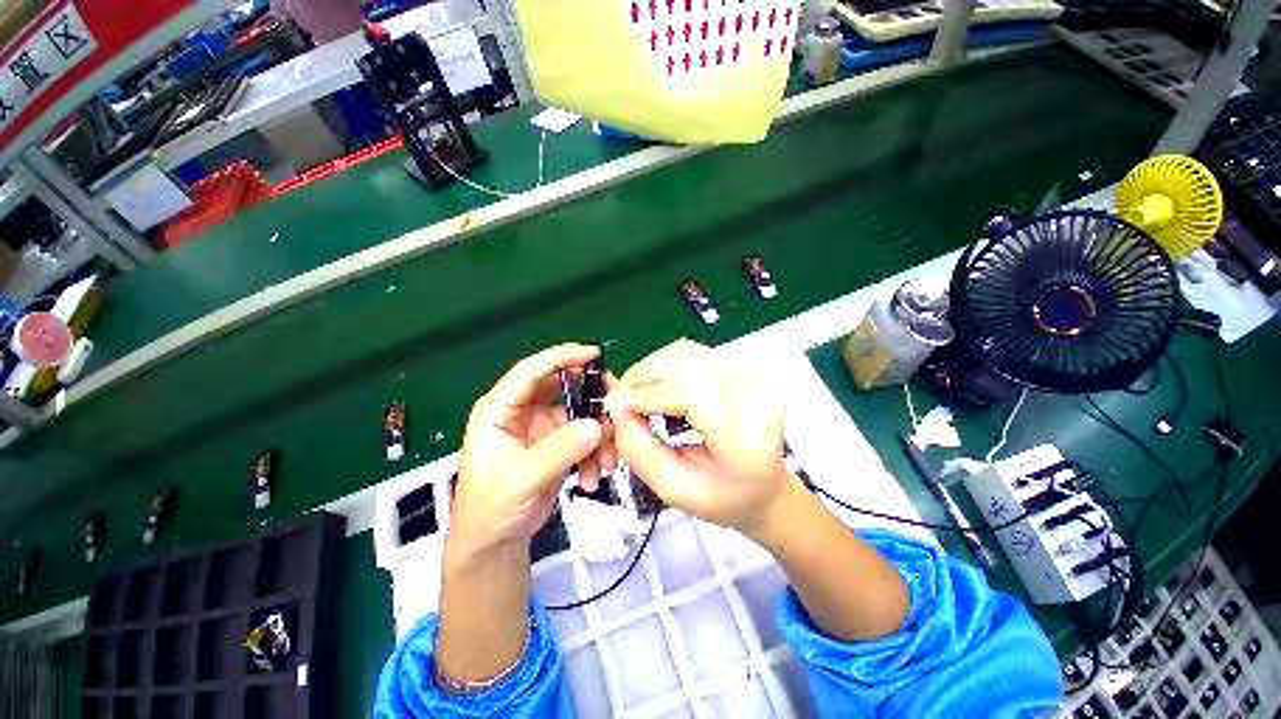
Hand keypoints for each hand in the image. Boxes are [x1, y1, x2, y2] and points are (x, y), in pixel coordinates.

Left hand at [450, 344, 617, 560]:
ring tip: (607, 462)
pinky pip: (585, 436)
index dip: (562, 357)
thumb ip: (559, 450)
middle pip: (563, 386)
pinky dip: (595, 452)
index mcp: (500, 409)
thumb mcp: (522, 479)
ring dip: (599, 435)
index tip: (595, 354)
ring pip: (580, 413)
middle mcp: (523, 411)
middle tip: (617, 406)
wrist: (495, 544)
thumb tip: (597, 425)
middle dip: (592, 395)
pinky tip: (593, 477)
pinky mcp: (558, 444)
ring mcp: (543, 427)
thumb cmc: (491, 509)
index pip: (531, 371)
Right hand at [606, 339, 796, 537]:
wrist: (766, 489)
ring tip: (637, 392)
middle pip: (686, 364)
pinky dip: (667, 364)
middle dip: (642, 376)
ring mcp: (752, 379)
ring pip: (687, 352)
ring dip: (652, 367)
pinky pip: (695, 353)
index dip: (646, 395)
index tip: (617, 405)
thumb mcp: (675, 489)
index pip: (689, 394)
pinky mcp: (743, 370)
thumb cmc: (726, 498)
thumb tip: (617, 409)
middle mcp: (754, 398)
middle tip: (621, 399)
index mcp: (744, 438)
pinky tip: (659, 385)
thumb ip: (640, 450)